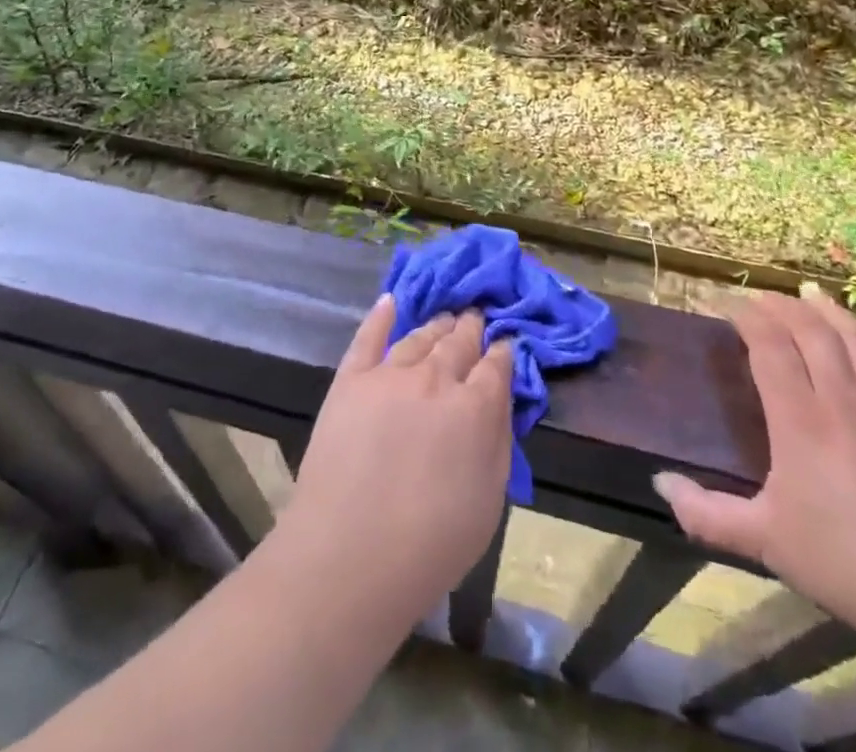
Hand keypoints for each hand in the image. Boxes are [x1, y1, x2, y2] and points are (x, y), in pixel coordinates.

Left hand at [283, 296, 514, 624]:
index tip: (505, 345)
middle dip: (471, 329)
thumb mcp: (490, 499)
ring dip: (436, 325)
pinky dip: (381, 316)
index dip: (502, 352)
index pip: (496, 366)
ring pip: (419, 337)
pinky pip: (368, 337)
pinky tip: (390, 302)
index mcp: (475, 406)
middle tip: (475, 317)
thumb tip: (500, 398)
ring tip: (445, 317)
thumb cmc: (432, 542)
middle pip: (458, 342)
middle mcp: (436, 377)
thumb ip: (499, 439)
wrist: (351, 553)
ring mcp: (389, 373)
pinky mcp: (351, 379)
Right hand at [652, 287, 855, 650]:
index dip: (748, 319)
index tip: (728, 306)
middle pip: (812, 334)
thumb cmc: (846, 565)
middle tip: (762, 298)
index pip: (770, 349)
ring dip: (831, 311)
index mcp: (799, 422)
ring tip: (810, 291)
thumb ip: (707, 514)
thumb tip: (660, 483)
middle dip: (783, 308)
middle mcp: (842, 403)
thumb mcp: (765, 542)